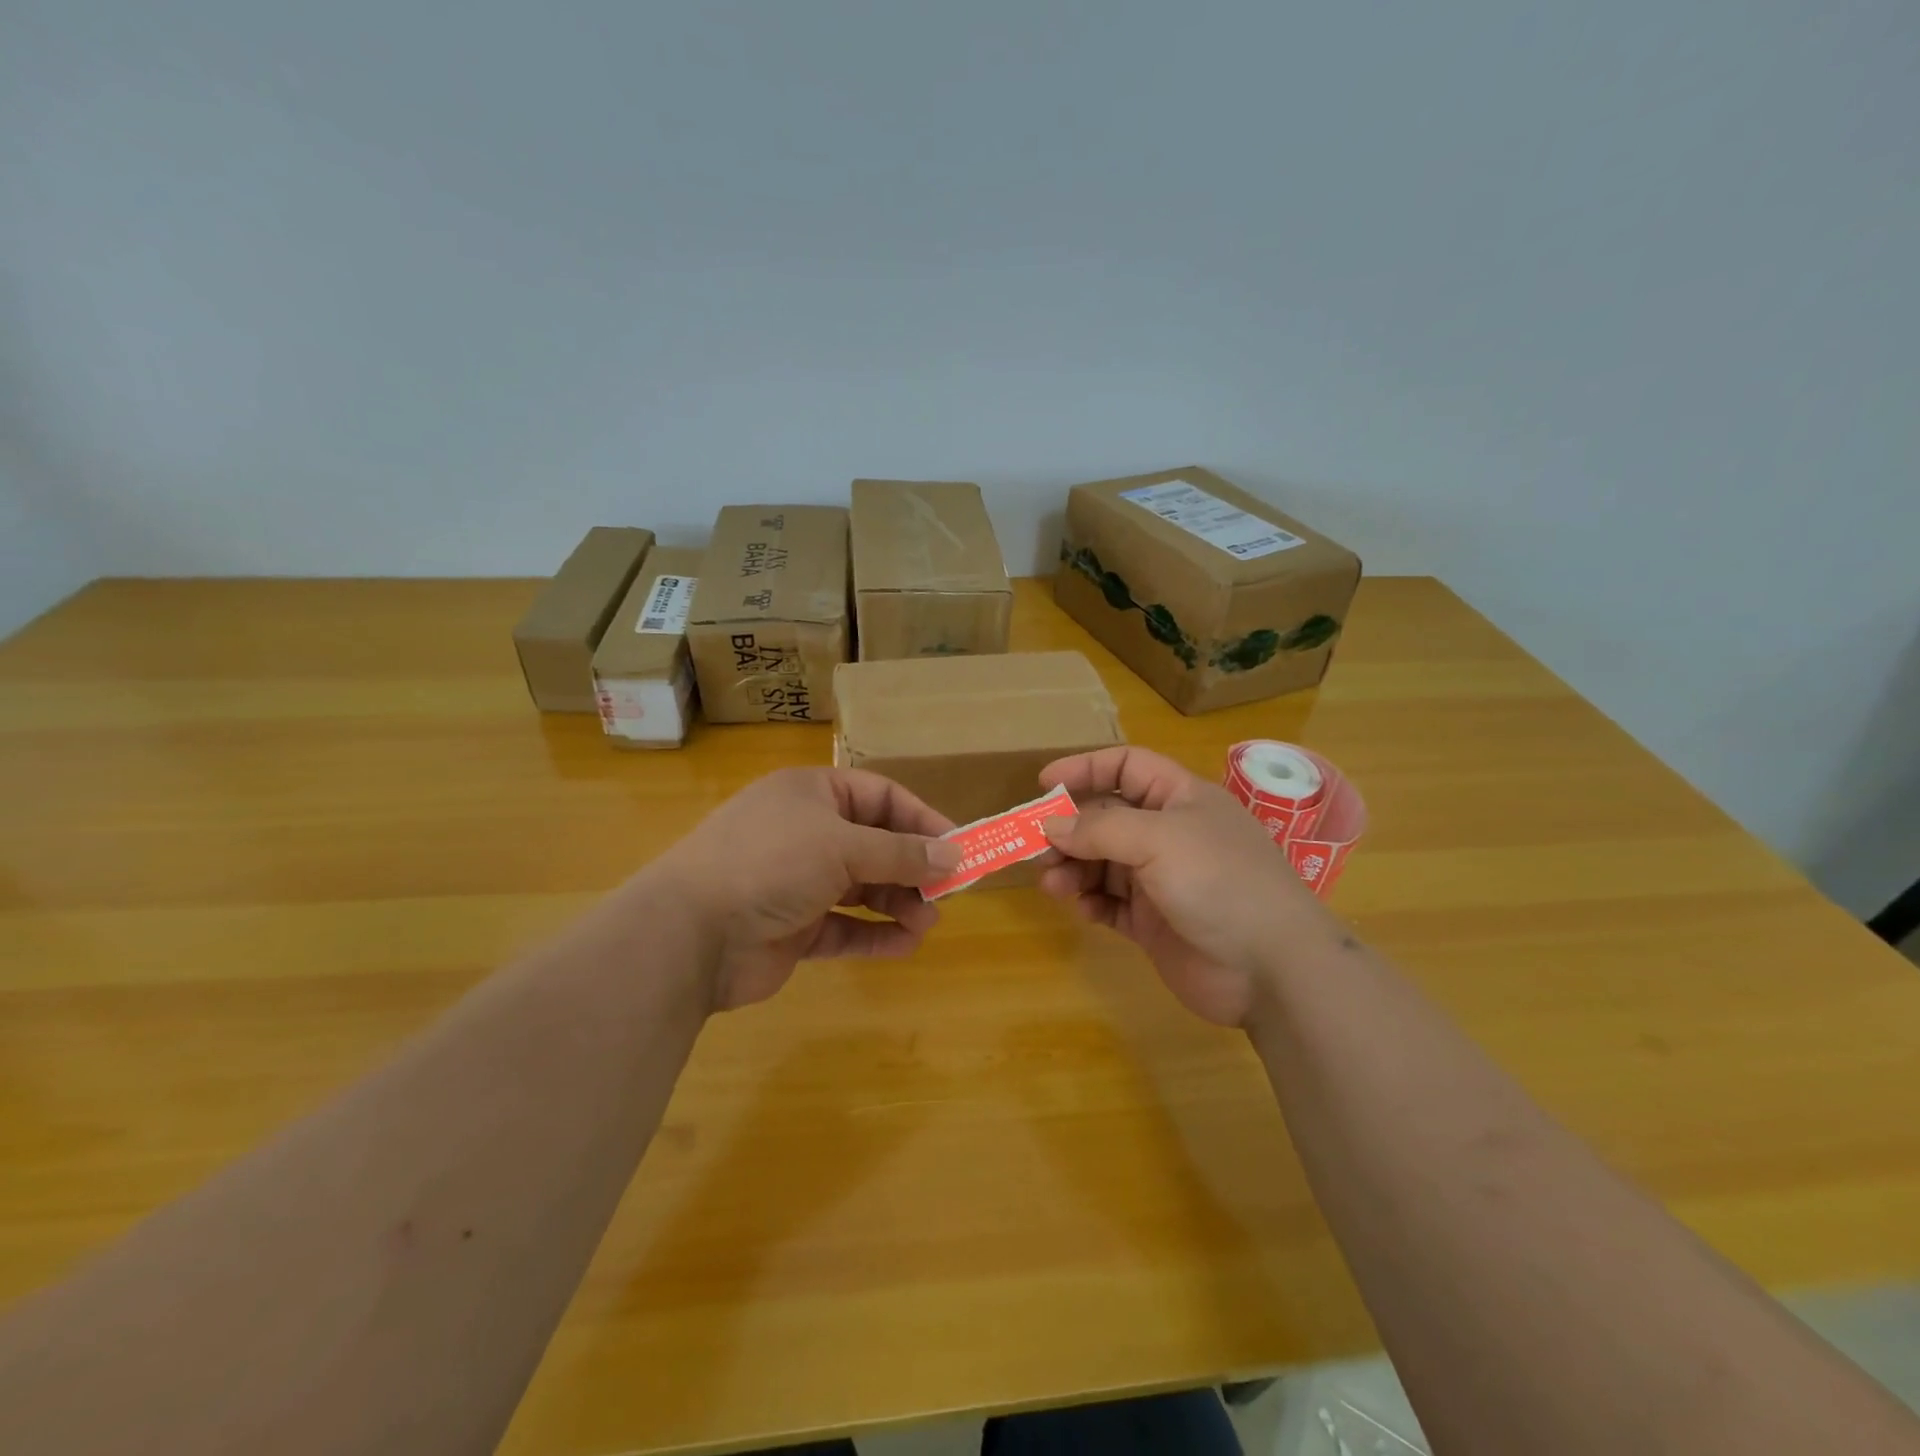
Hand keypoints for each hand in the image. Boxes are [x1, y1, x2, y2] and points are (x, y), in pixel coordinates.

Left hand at [648, 768, 959, 1011]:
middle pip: (874, 844)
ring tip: (927, 923)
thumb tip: (955, 856)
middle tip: (947, 894)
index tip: (958, 846)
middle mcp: (806, 832)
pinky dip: (873, 935)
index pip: (881, 797)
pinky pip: (844, 927)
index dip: (922, 819)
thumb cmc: (771, 863)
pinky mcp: (793, 927)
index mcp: (812, 794)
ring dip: (897, 903)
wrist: (689, 934)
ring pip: (862, 888)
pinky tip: (903, 945)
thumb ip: (902, 853)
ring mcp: (797, 882)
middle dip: (912, 868)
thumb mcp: (843, 846)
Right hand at [1038, 746, 1338, 1027]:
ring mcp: (1162, 880)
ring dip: (1074, 869)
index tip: (1043, 784)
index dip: (1086, 768)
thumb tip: (1051, 825)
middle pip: (1106, 818)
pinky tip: (1085, 910)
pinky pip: (1111, 903)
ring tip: (1054, 886)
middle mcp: (1170, 834)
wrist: (1272, 969)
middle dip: (1070, 829)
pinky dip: (1092, 903)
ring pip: (1103, 863)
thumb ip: (1099, 828)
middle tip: (1038, 849)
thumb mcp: (1158, 839)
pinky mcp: (1154, 922)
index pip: (1127, 766)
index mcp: (1180, 798)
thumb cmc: (1219, 882)